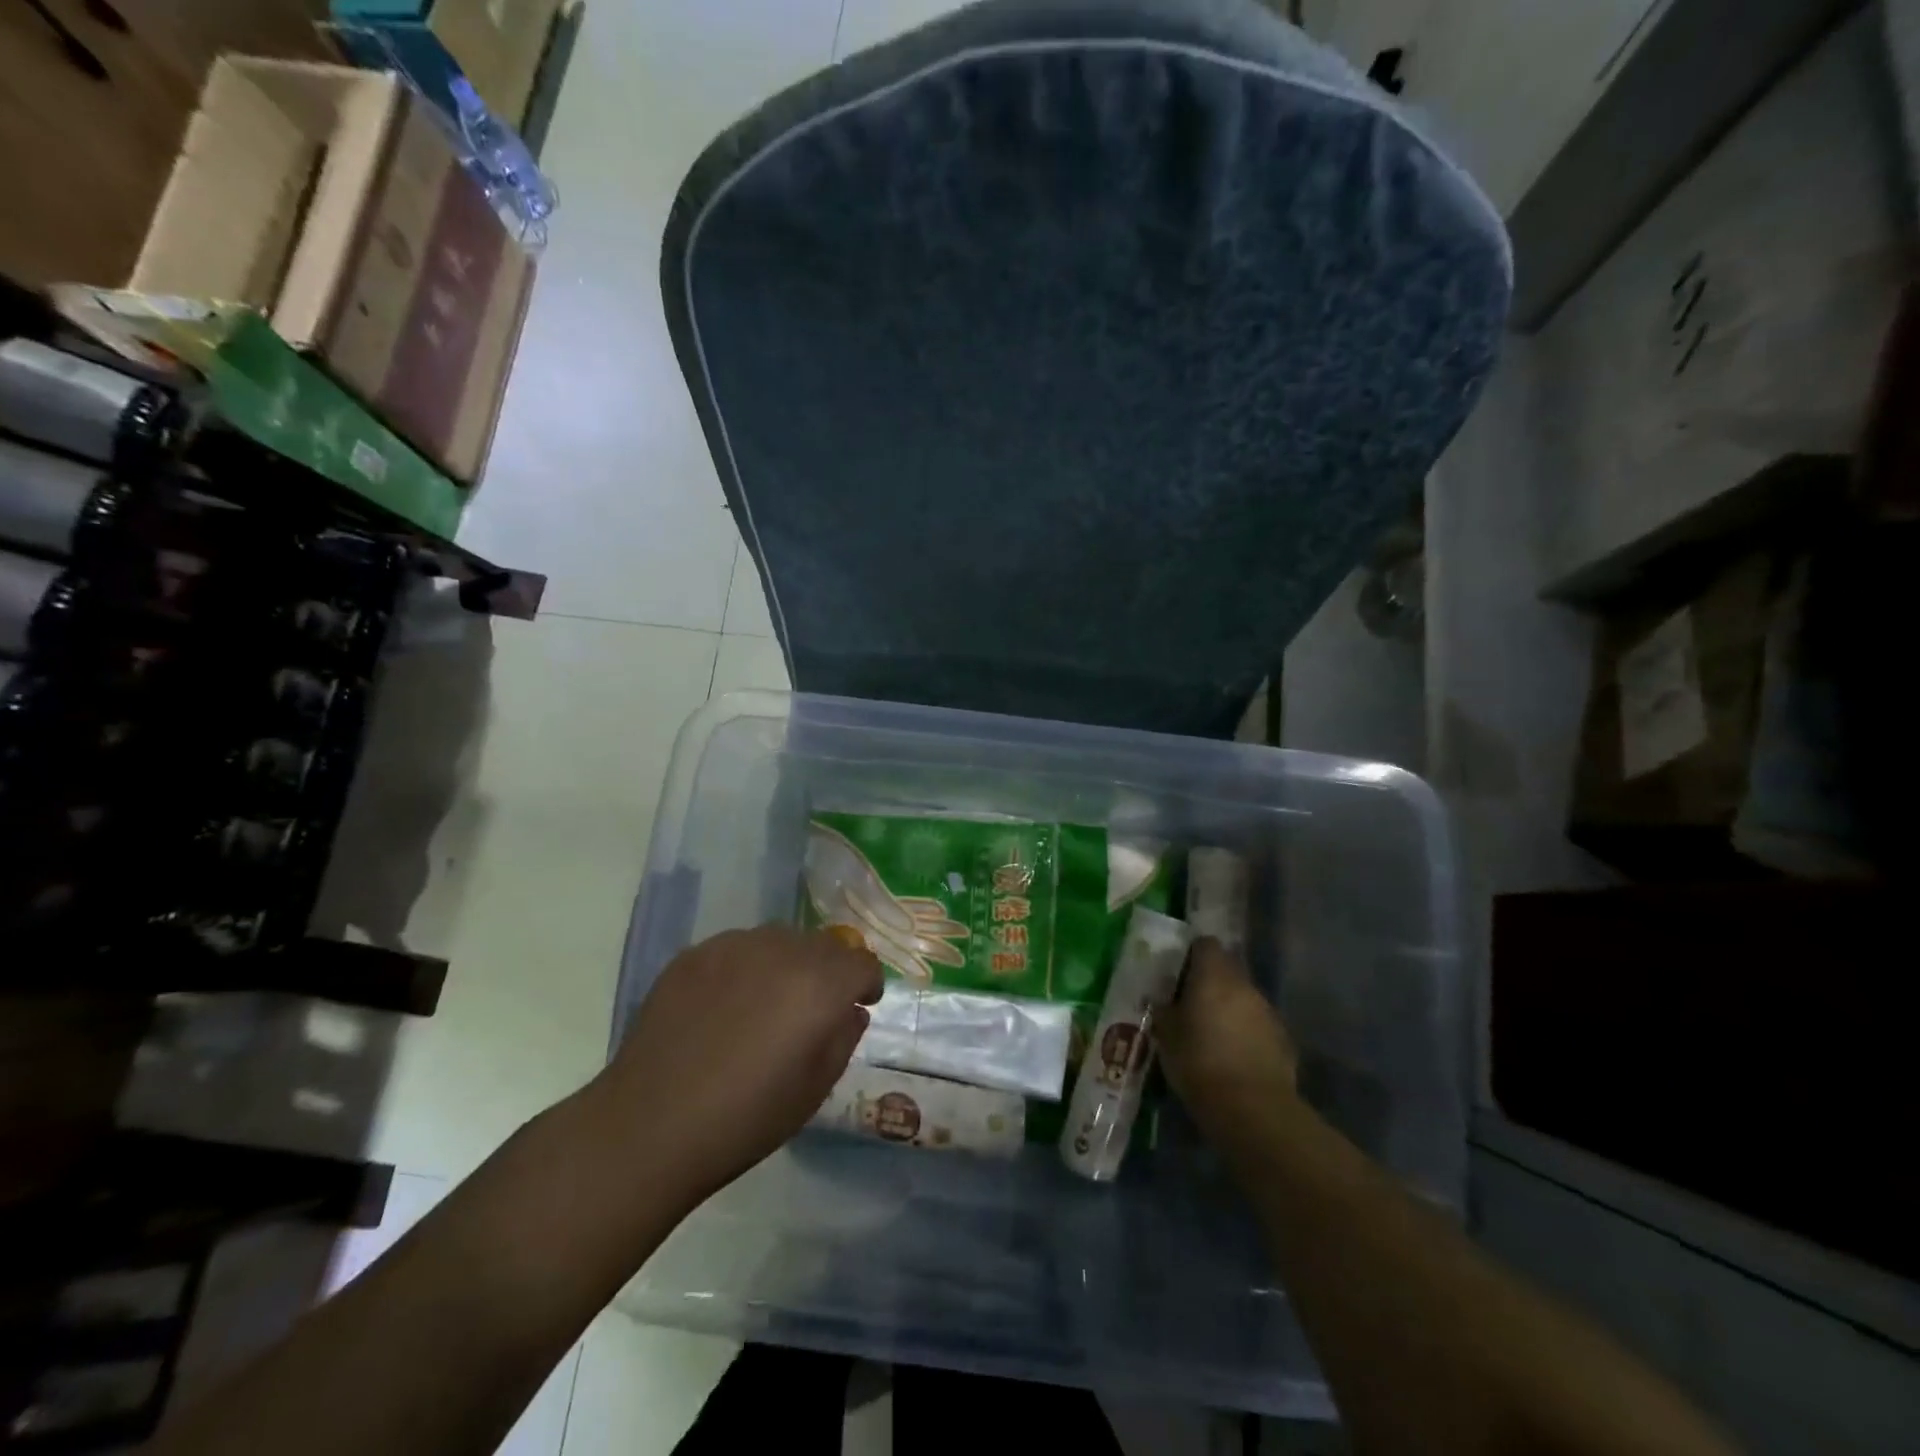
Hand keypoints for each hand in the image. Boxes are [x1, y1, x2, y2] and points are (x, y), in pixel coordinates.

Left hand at [595, 924, 882, 1208]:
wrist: (649, 1125)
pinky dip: (745, 968)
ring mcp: (734, 946)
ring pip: (780, 940)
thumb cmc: (744, 1119)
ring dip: (787, 964)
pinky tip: (724, 1007)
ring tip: (765, 1004)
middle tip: (810, 1010)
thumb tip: (849, 1011)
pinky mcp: (694, 953)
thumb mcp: (814, 1090)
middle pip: (824, 944)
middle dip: (829, 971)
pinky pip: (738, 948)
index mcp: (819, 985)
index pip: (862, 962)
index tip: (857, 1006)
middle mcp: (782, 951)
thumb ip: (843, 1038)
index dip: (866, 985)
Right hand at [1157, 938, 1299, 1145]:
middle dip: (1211, 981)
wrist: (1252, 1110)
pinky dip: (1247, 1032)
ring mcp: (1268, 1012)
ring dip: (1230, 1007)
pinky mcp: (1284, 1039)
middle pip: (1227, 969)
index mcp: (1214, 976)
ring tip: (1213, 1033)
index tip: (1179, 972)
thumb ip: (1165, 1010)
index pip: (1205, 944)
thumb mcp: (1166, 1036)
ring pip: (1244, 997)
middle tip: (1191, 1003)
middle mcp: (1244, 985)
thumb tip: (1164, 1000)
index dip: (1192, 954)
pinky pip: (1259, 1024)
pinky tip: (1234, 1056)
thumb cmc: (1199, 1063)